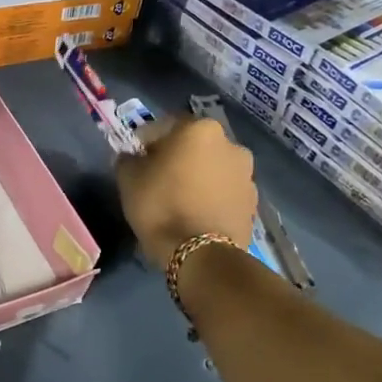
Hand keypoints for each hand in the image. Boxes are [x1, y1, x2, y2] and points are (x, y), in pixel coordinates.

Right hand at [115, 115, 258, 263]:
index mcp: (199, 129)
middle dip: (177, 156)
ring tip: (180, 198)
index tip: (136, 158)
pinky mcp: (253, 202)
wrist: (201, 255)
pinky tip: (197, 213)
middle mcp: (230, 144)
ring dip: (198, 176)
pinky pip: (225, 191)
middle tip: (158, 177)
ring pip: (213, 167)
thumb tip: (133, 157)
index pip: (165, 125)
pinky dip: (212, 196)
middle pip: (194, 145)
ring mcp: (247, 174)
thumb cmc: (160, 205)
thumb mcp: (128, 179)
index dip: (147, 141)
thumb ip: (128, 159)